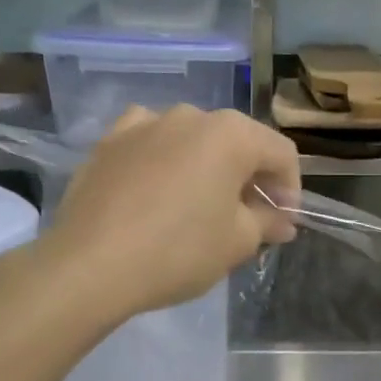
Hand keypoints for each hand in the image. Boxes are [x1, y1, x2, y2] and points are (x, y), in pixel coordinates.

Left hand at [43, 105, 300, 319]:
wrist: (90, 264)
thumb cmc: (178, 251)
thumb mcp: (237, 242)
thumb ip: (266, 222)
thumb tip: (282, 220)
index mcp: (231, 134)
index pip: (280, 153)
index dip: (290, 188)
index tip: (283, 222)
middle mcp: (190, 115)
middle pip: (237, 142)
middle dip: (249, 178)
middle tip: (249, 218)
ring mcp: (145, 123)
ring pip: (192, 140)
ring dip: (206, 166)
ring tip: (200, 204)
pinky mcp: (109, 140)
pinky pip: (150, 141)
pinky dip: (163, 158)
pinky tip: (157, 185)